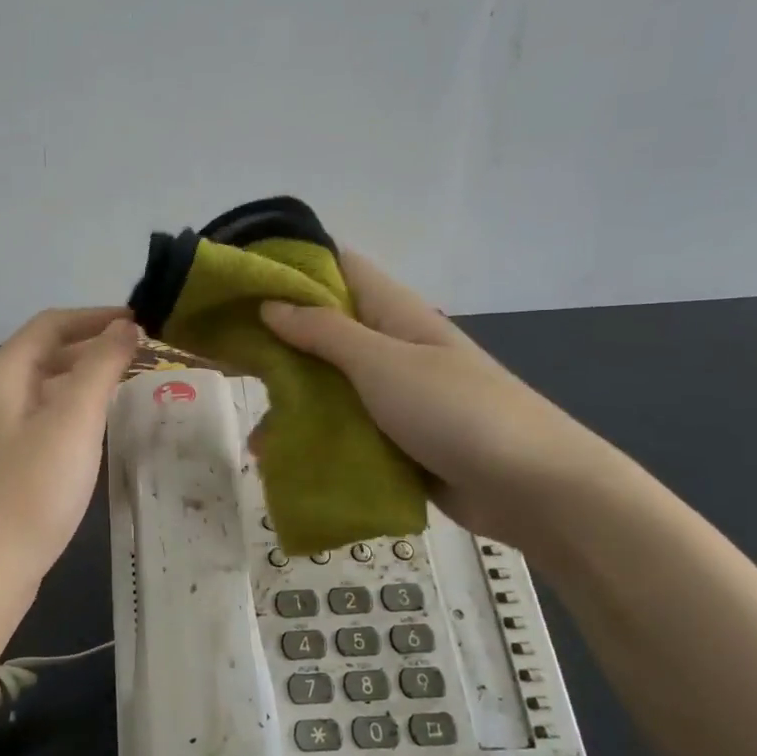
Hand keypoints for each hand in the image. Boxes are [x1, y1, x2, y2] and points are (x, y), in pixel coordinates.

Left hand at [0, 307, 138, 586]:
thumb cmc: (32, 489)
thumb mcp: (73, 420)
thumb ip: (100, 367)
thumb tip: (125, 326)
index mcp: (2, 374)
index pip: (51, 324)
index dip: (96, 317)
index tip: (140, 322)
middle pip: (46, 353)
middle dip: (94, 347)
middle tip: (143, 355)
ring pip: (46, 387)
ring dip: (86, 378)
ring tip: (130, 385)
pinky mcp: (4, 460)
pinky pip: (44, 417)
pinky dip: (75, 409)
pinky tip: (100, 427)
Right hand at [259, 253, 608, 548]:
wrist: (532, 488)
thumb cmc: (457, 411)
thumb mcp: (382, 364)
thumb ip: (325, 333)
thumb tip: (272, 304)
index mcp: (394, 313)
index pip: (338, 269)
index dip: (290, 267)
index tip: (238, 282)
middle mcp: (391, 347)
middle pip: (325, 331)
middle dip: (277, 341)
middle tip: (224, 356)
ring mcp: (394, 396)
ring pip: (329, 386)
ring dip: (291, 401)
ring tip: (252, 430)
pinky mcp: (395, 439)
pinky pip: (344, 429)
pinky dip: (313, 438)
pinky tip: (280, 458)